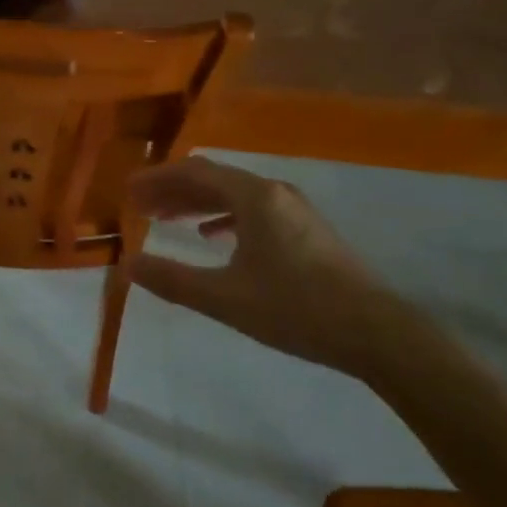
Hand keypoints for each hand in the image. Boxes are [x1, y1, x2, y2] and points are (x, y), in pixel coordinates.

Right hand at [123, 156, 406, 375]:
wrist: (379, 334)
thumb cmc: (297, 309)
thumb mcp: (226, 298)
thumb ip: (173, 279)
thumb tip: (128, 265)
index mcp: (254, 196)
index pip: (194, 172)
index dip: (157, 180)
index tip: (127, 191)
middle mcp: (273, 192)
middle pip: (212, 179)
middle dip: (172, 190)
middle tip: (138, 206)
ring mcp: (293, 210)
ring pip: (232, 194)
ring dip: (195, 203)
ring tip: (165, 219)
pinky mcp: (306, 230)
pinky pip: (252, 210)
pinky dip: (223, 217)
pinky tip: (211, 236)